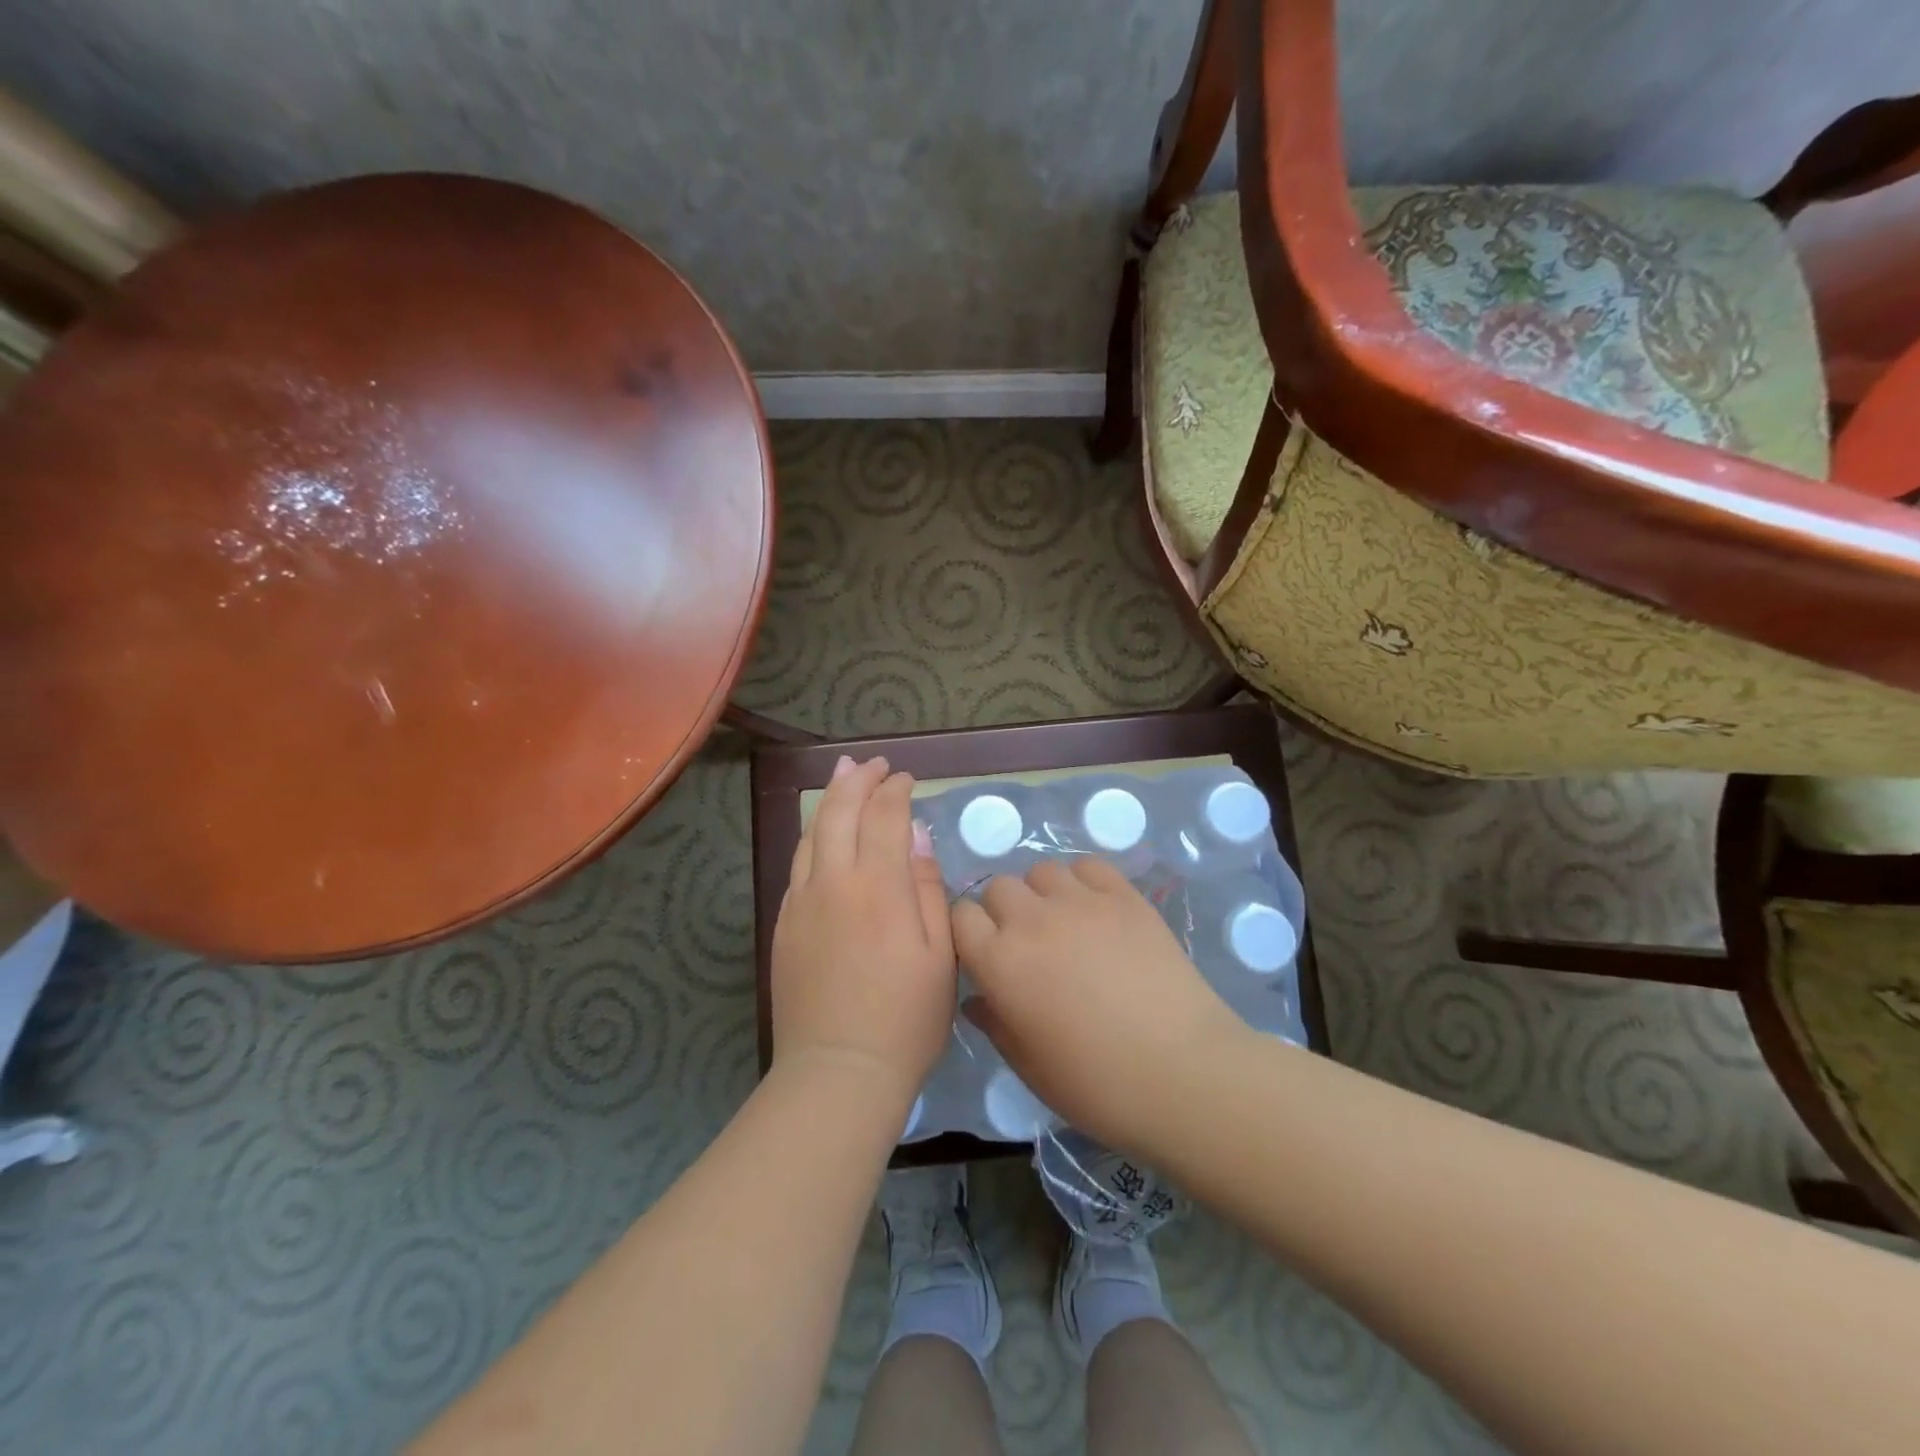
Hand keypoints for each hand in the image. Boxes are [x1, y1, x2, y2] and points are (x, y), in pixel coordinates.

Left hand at [770, 756, 954, 1106]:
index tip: (906, 778)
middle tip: (873, 763)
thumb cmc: (906, 1018)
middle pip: (840, 813)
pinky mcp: (784, 924)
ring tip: (843, 775)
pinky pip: (798, 864)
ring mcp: (801, 902)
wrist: (838, 1071)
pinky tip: (822, 835)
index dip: (895, 790)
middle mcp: (833, 882)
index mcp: (877, 887)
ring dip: (830, 800)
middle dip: (857, 780)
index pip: (884, 817)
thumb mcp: (940, 954)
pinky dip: (813, 837)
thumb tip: (916, 834)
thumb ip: (927, 886)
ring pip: (812, 834)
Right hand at [953, 857, 1248, 1153]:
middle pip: (998, 886)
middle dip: (1003, 911)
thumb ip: (995, 1024)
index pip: (960, 916)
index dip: (969, 933)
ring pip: (1042, 871)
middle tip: (1027, 945)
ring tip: (1064, 925)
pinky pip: (1089, 867)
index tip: (985, 955)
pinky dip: (1083, 882)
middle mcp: (1032, 920)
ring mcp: (1081, 902)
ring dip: (1042, 894)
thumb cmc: (1097, 1085)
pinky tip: (1096, 911)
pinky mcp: (1124, 896)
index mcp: (1000, 963)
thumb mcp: (1029, 1066)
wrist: (1183, 1073)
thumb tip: (977, 999)